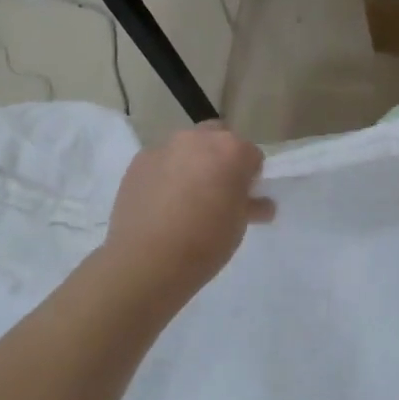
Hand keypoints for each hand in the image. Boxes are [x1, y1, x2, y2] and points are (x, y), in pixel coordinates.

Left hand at [105, 122, 273, 298]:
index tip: (244, 198)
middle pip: (218, 139)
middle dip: (221, 158)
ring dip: (192, 163)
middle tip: (217, 192)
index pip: (252, 155)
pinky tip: (161, 203)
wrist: (145, 260)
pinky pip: (161, 161)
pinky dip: (166, 174)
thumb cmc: (205, 243)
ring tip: (185, 198)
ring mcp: (164, 147)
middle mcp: (198, 139)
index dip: (251, 177)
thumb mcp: (238, 226)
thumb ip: (250, 205)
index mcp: (232, 150)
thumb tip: (260, 203)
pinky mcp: (138, 161)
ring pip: (187, 147)